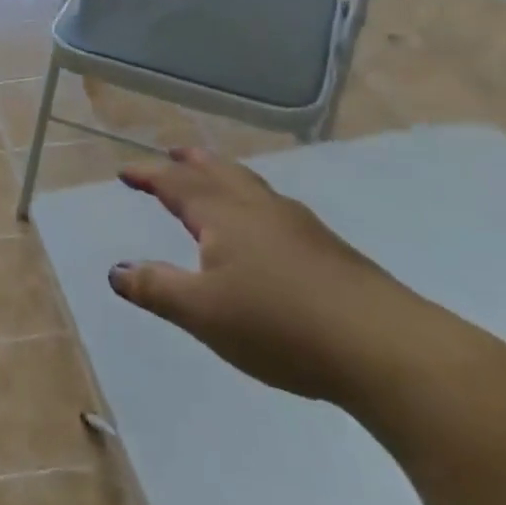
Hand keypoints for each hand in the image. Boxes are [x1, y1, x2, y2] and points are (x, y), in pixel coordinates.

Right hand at [108, 147, 419, 401]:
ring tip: (214, 181)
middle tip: (173, 154)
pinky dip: (253, 203)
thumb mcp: (202, 312)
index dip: (149, 175)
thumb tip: (116, 270)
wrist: (390, 350)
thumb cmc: (280, 324)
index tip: (126, 172)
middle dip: (192, 162)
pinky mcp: (331, 252)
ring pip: (253, 188)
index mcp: (225, 215)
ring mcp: (302, 228)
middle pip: (221, 172)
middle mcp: (261, 210)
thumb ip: (156, 288)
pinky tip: (264, 229)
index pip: (177, 184)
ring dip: (225, 177)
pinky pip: (276, 210)